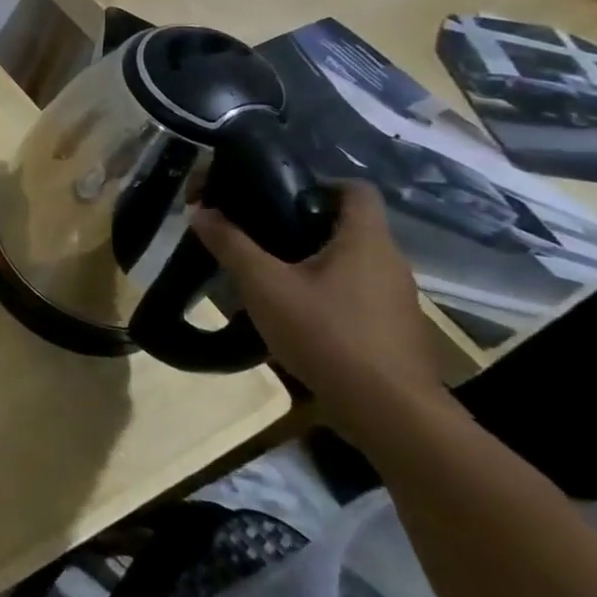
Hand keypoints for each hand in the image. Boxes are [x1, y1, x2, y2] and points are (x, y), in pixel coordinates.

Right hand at [189, 182, 445, 441]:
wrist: (390, 413)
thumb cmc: (327, 334)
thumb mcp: (264, 284)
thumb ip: (231, 244)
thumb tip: (200, 210)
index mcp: (366, 241)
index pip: (355, 190)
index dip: (318, 183)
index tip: (278, 194)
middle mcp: (390, 262)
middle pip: (347, 225)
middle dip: (302, 223)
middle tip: (258, 233)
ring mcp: (396, 299)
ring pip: (350, 262)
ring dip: (312, 261)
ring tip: (268, 274)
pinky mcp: (393, 330)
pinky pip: (356, 293)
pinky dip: (326, 292)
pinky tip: (294, 312)